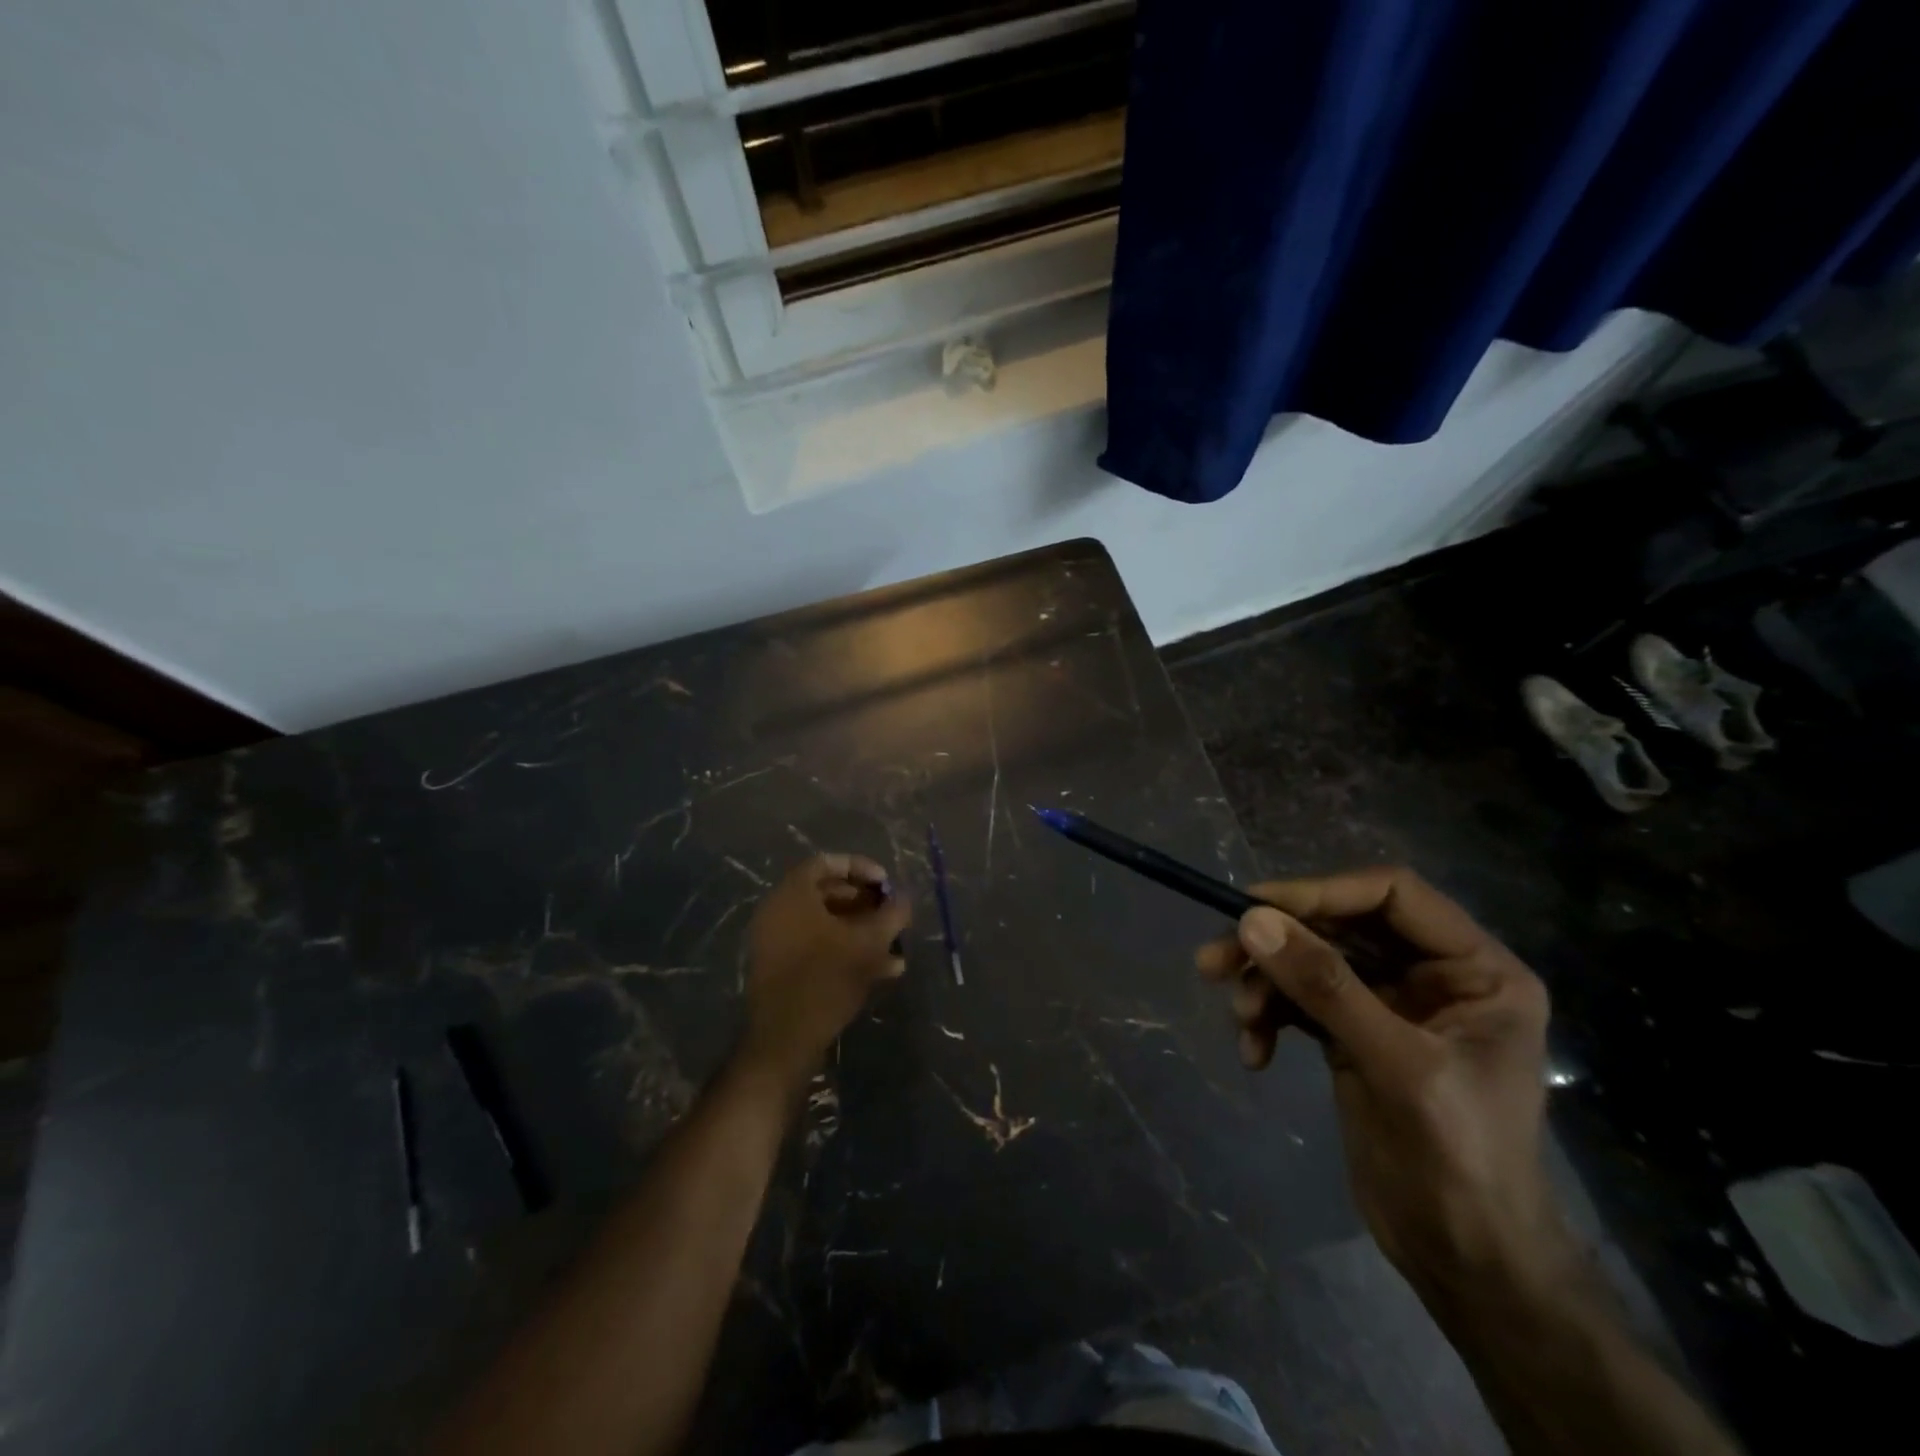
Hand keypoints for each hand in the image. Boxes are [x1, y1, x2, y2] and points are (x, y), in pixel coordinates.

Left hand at [738, 854, 909, 1087]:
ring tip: (894, 946)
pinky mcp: (780, 969)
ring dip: (861, 930)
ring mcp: (776, 941)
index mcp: (793, 894)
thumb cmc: (826, 978)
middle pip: (826, 893)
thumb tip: (905, 900)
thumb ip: (891, 916)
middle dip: (865, 902)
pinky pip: (816, 946)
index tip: (886, 885)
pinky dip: (845, 950)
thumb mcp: (868, 943)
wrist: (784, 1039)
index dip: (861, 868)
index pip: (827, 862)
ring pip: (825, 924)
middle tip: (891, 914)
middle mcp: (778, 911)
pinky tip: (883, 970)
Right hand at [1196, 868, 1567, 1301]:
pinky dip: (1270, 1019)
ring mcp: (1389, 1004)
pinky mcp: (1353, 1033)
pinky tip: (1255, 1054)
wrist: (1465, 1260)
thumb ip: (1325, 987)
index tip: (1252, 906)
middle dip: (1277, 943)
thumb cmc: (1459, 1159)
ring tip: (1239, 1017)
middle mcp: (1432, 975)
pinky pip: (1299, 1002)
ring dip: (1265, 983)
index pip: (1392, 894)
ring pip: (1310, 961)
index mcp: (1474, 969)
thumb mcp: (1396, 1065)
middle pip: (1339, 926)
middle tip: (1214, 960)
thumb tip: (1251, 920)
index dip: (1321, 892)